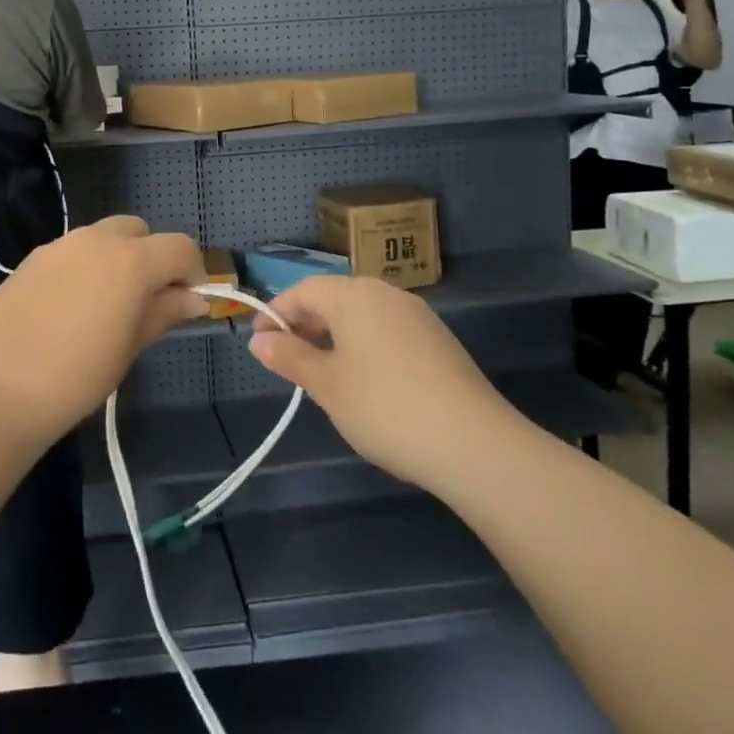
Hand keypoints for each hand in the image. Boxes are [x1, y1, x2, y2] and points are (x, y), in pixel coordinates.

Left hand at [0, 217, 206, 445]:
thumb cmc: (76, 376)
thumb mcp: (129, 347)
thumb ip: (164, 312)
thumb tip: (193, 298)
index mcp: (130, 260)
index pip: (179, 247)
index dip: (193, 271)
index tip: (189, 302)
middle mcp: (95, 240)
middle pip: (139, 231)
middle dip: (152, 257)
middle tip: (148, 300)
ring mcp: (59, 246)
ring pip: (103, 237)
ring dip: (117, 259)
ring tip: (108, 306)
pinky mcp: (31, 259)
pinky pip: (72, 252)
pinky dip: (85, 267)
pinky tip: (72, 309)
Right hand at [249, 276, 519, 492]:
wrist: (475, 443)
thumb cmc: (385, 407)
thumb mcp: (327, 385)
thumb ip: (290, 358)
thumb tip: (259, 340)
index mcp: (354, 295)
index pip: (303, 290)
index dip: (276, 312)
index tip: (258, 340)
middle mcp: (385, 294)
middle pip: (334, 298)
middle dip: (305, 324)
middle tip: (285, 358)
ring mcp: (417, 316)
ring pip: (362, 315)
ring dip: (334, 336)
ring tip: (321, 372)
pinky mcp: (438, 341)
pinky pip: (386, 330)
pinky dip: (364, 346)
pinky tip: (364, 381)